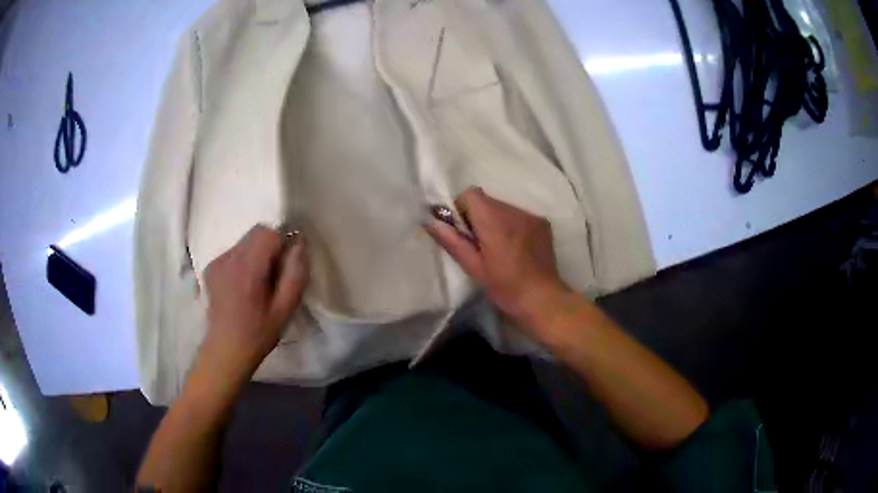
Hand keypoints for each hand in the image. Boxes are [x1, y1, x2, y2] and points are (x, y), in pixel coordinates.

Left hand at [200, 225, 309, 380]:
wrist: (225, 351)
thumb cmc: (258, 334)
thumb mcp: (285, 309)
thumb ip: (295, 273)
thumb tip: (299, 243)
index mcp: (247, 268)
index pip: (269, 234)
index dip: (282, 246)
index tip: (285, 269)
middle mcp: (229, 258)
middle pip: (256, 233)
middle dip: (270, 247)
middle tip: (273, 276)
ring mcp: (217, 262)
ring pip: (245, 241)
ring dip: (257, 254)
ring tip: (258, 283)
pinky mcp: (211, 268)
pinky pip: (234, 252)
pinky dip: (243, 261)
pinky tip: (243, 286)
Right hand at [425, 186, 568, 327]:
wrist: (543, 299)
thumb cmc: (505, 287)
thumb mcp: (474, 267)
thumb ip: (452, 241)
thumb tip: (430, 221)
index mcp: (494, 220)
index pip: (470, 194)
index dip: (461, 209)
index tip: (463, 231)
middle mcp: (514, 211)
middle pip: (487, 200)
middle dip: (478, 216)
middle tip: (479, 245)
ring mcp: (531, 215)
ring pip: (503, 207)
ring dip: (495, 221)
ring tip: (499, 248)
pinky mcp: (543, 223)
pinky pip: (519, 215)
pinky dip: (512, 225)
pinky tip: (516, 248)